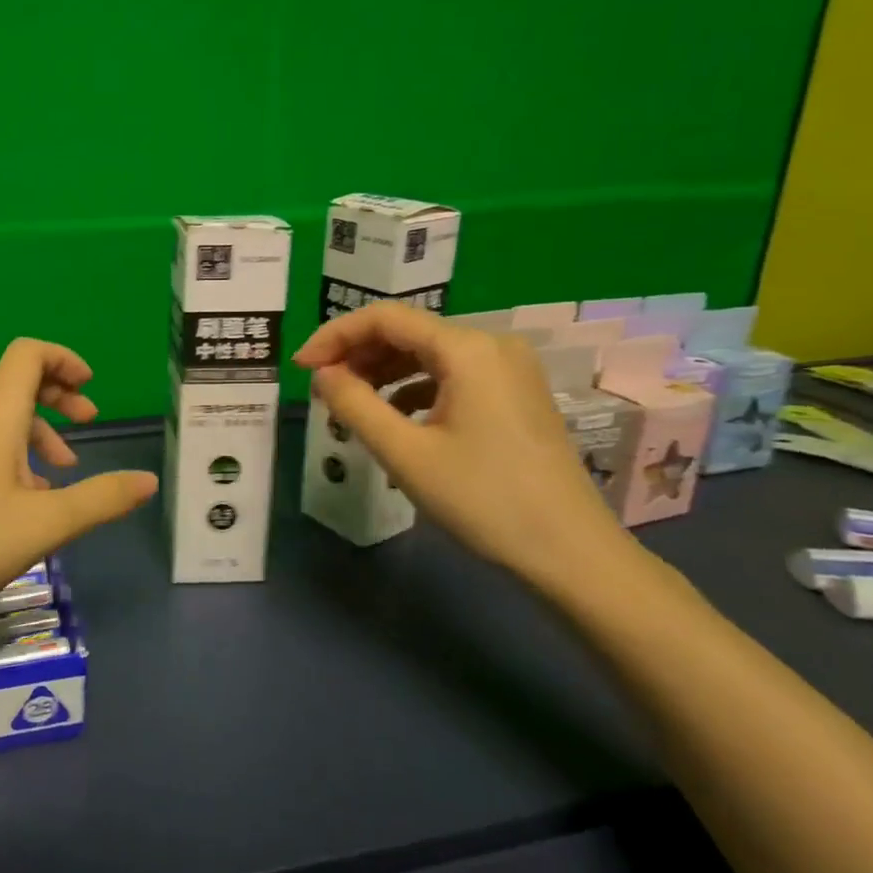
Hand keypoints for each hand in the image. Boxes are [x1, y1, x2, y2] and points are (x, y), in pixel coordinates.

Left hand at [0, 339, 157, 631]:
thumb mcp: (43, 526)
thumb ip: (100, 499)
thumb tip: (148, 480)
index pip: (29, 354)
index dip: (64, 359)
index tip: (91, 389)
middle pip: (15, 381)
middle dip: (57, 396)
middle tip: (87, 425)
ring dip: (35, 431)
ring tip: (59, 475)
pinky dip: (8, 453)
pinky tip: (18, 503)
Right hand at [293, 304, 631, 582]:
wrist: (571, 553)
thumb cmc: (483, 499)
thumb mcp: (405, 453)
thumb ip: (354, 404)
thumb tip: (322, 374)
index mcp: (467, 349)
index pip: (384, 318)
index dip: (334, 336)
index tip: (301, 367)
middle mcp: (492, 345)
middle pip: (407, 332)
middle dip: (358, 354)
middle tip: (322, 388)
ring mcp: (509, 369)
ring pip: (428, 354)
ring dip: (383, 372)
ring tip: (351, 404)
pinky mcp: (516, 394)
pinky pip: (451, 375)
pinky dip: (414, 388)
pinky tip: (395, 418)